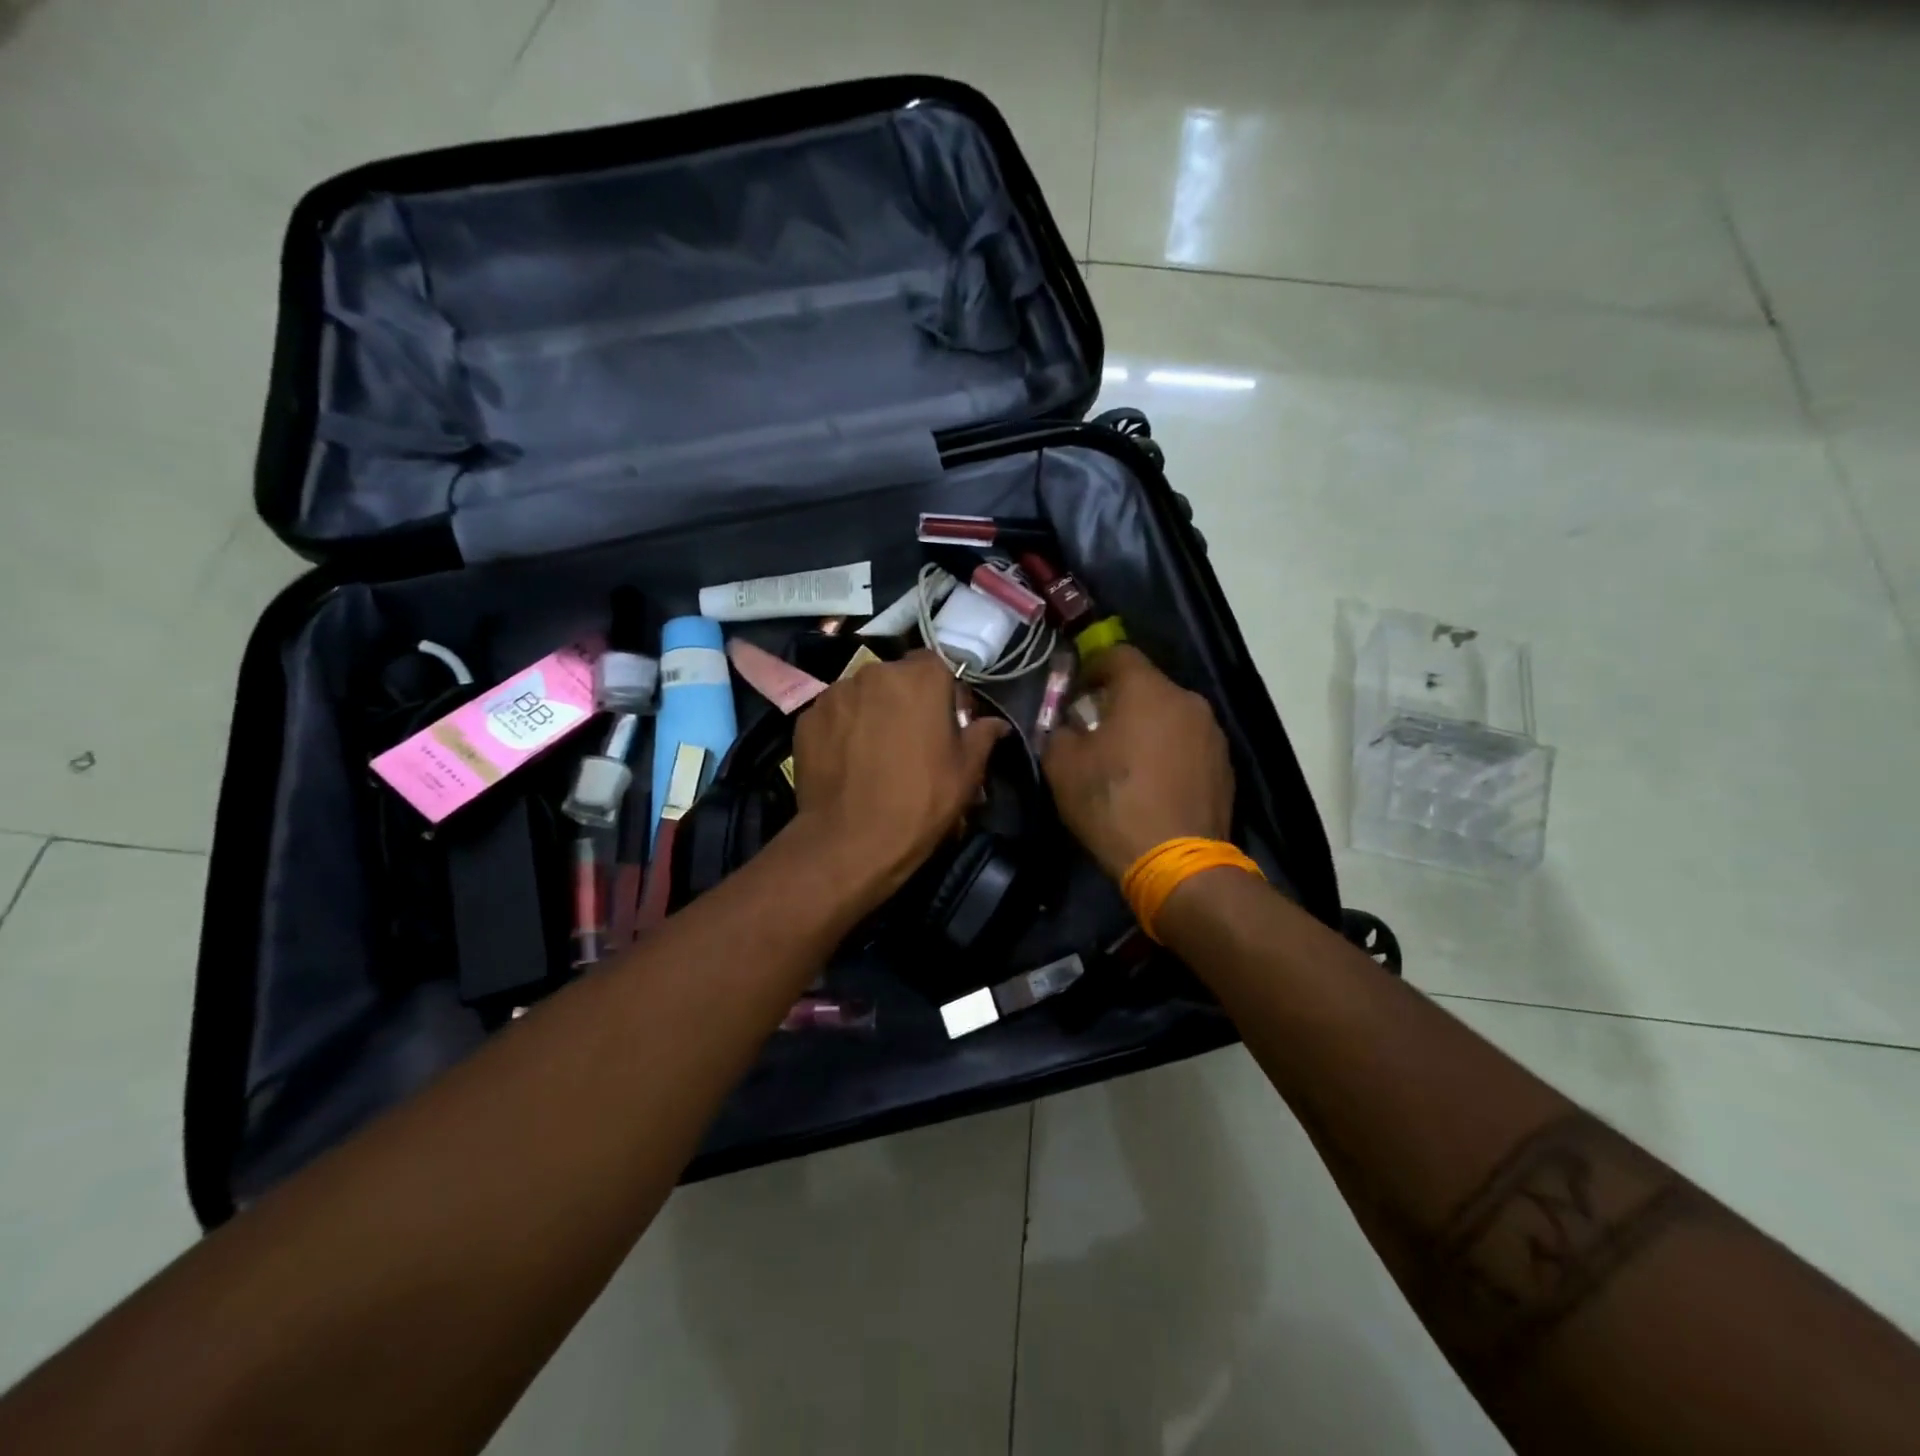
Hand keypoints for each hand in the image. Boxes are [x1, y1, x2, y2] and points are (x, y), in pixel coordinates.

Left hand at [789, 650, 1007, 908]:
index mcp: (920, 678)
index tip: (944, 720)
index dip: (942, 690)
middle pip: (896, 678)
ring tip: (875, 753)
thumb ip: (982, 736)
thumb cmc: (920, 801)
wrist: (850, 841)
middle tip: (911, 740)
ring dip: (872, 713)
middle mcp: (874, 673)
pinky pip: (834, 715)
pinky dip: (843, 730)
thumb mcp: (966, 773)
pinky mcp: (807, 718)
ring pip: (862, 695)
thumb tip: (997, 724)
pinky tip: (848, 762)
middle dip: (905, 700)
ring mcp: (835, 694)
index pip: (935, 663)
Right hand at [1042, 645, 1233, 879]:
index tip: (1075, 692)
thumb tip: (1067, 724)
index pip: (1117, 653)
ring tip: (1127, 760)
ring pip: (1170, 715)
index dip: (1091, 668)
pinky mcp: (1225, 765)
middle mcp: (1186, 700)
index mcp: (1146, 690)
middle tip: (1096, 729)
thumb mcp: (1062, 766)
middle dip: (1119, 701)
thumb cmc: (1112, 803)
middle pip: (1147, 686)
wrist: (1176, 862)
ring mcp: (1212, 733)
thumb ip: (1058, 730)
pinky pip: (1188, 744)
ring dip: (1147, 727)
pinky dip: (1169, 752)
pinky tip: (1154, 783)